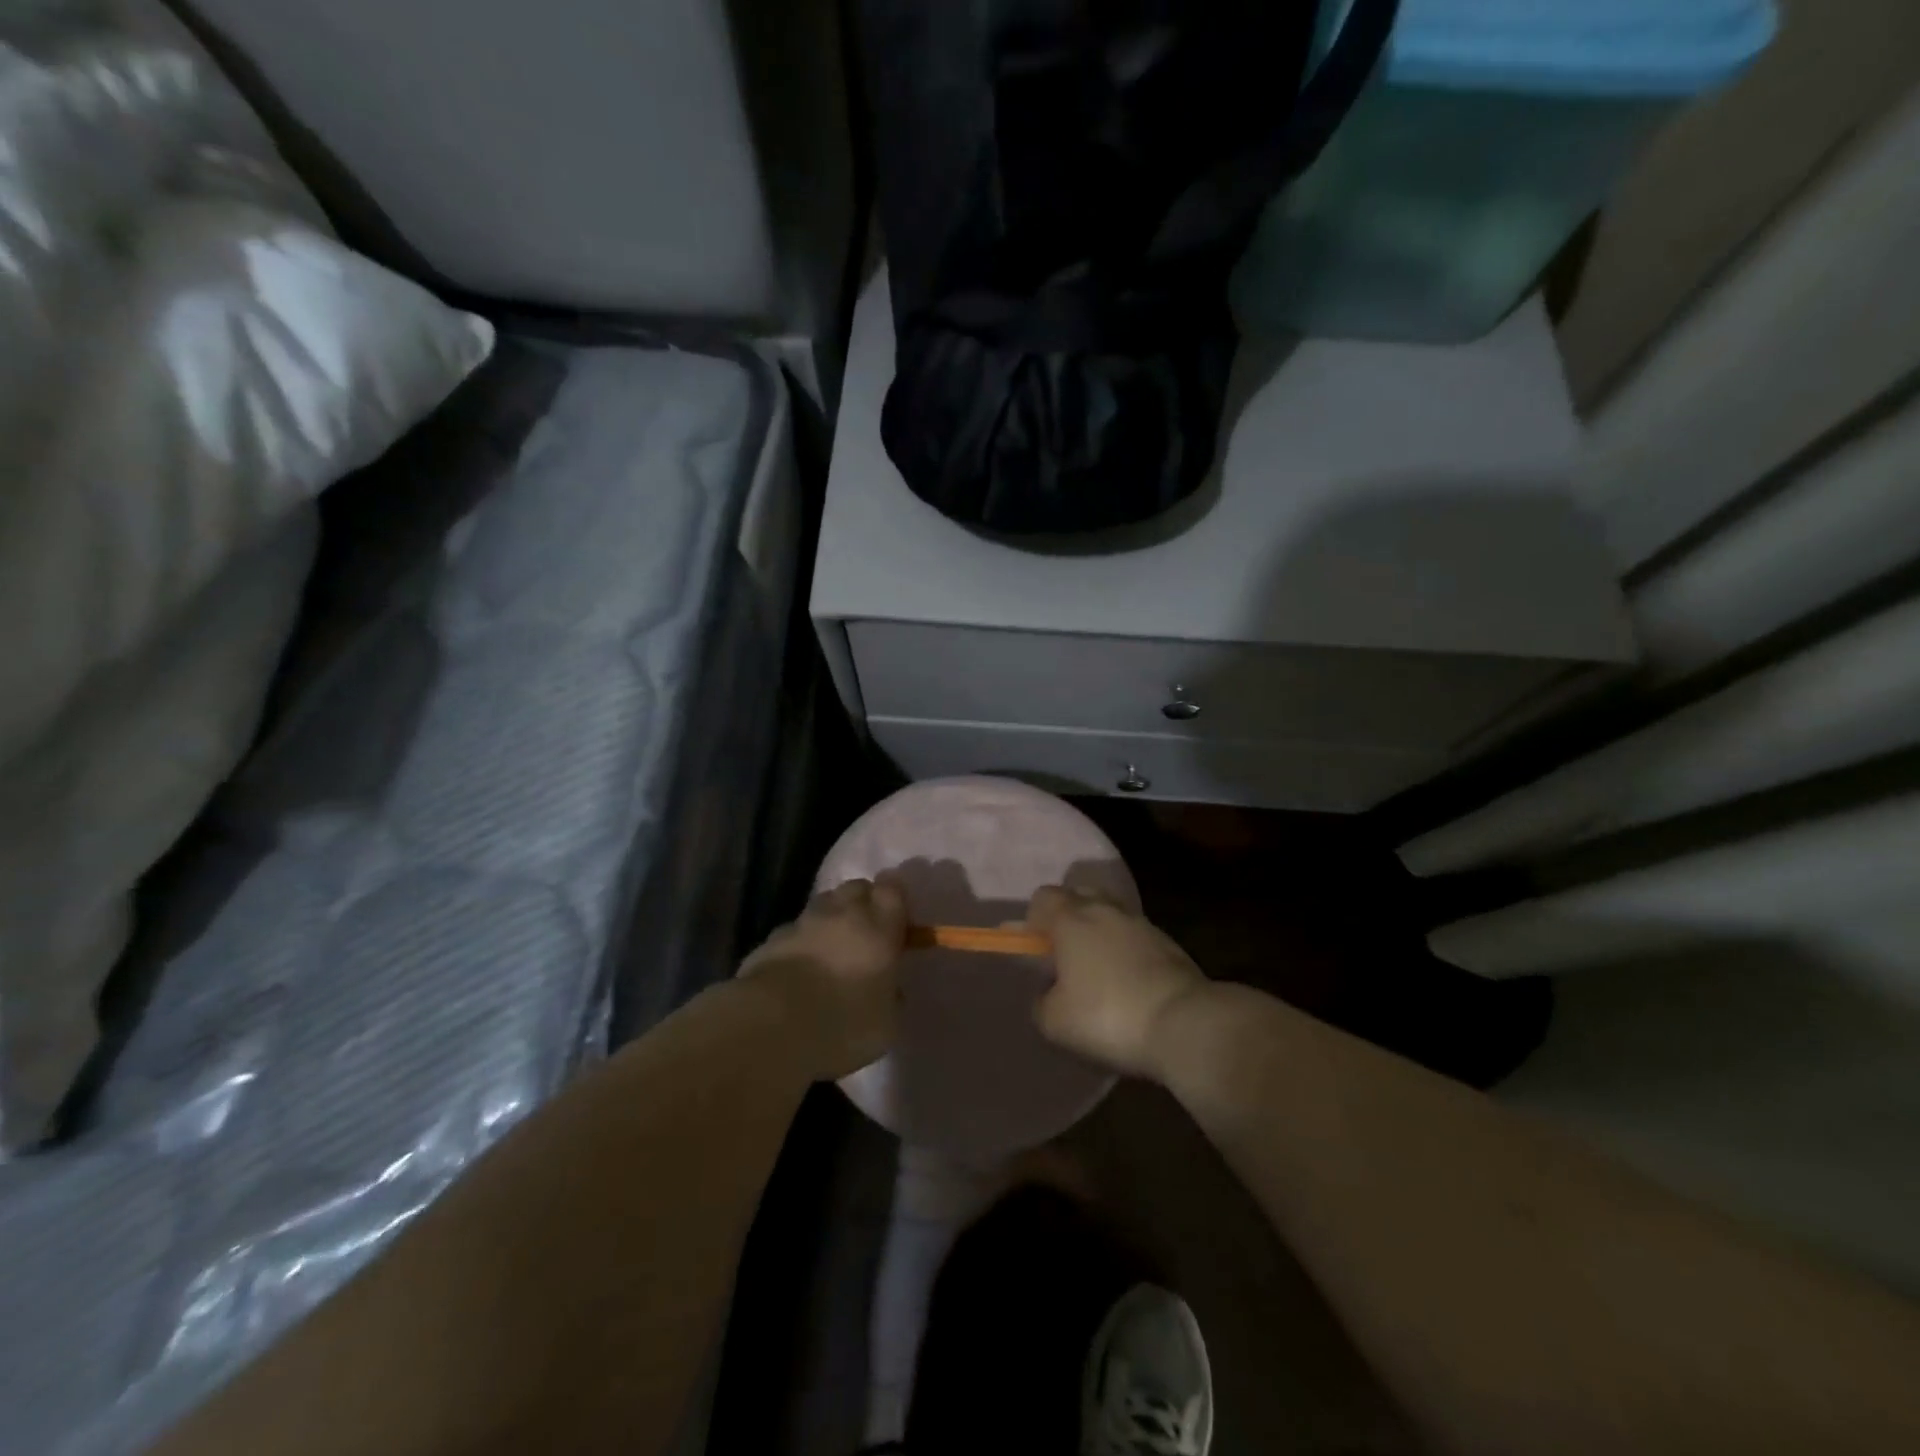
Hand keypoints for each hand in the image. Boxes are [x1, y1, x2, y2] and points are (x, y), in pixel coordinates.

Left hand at [739, 877, 907, 1079]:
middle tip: (866, 932)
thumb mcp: (886, 1023)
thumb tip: (888, 990)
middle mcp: (842, 913)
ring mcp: (802, 923)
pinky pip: (794, 930)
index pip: (892, 887)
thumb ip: (891, 996)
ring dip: (831, 918)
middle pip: (856, 888)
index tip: (897, 917)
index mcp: (878, 927)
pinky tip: (799, 968)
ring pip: (823, 904)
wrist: (771, 1027)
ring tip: (832, 948)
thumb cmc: (843, 1024)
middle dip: (863, 902)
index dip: (895, 897)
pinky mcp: (771, 939)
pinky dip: (801, 941)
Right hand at [1027, 885, 1208, 1078]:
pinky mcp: (1168, 942)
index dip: (1033, 920)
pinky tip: (1127, 981)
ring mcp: (1141, 922)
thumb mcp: (1054, 1021)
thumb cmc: (1108, 1016)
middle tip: (1064, 955)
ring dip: (1099, 932)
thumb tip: (1048, 992)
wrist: (1184, 1023)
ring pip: (1109, 913)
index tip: (1034, 950)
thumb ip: (1041, 1000)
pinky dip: (1125, 949)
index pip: (1042, 897)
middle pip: (1078, 895)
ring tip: (1098, 971)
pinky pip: (1134, 935)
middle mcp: (1105, 909)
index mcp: (1071, 918)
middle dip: (1067, 918)